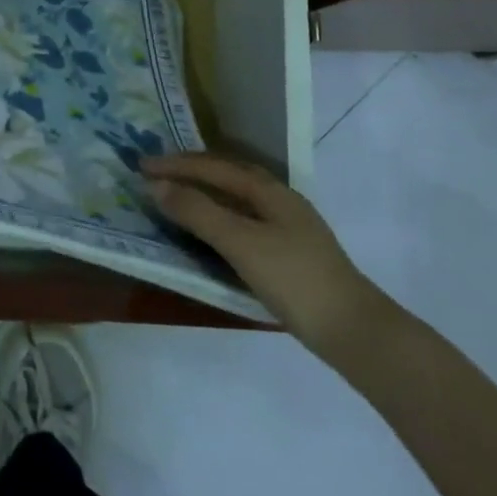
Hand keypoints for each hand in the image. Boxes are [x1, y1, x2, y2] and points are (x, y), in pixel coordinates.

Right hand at [143, 153, 387, 353]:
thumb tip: (155, 185)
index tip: (141, 166)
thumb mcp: (240, 242)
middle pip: (227, 174)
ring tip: (175, 196)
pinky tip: (211, 230)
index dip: (175, 164)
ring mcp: (288, 225)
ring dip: (203, 191)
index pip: (213, 166)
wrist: (355, 331)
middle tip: (155, 174)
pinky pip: (243, 218)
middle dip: (189, 170)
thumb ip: (198, 211)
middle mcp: (279, 199)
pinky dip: (217, 214)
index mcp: (268, 190)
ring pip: (236, 196)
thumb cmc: (294, 279)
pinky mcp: (290, 251)